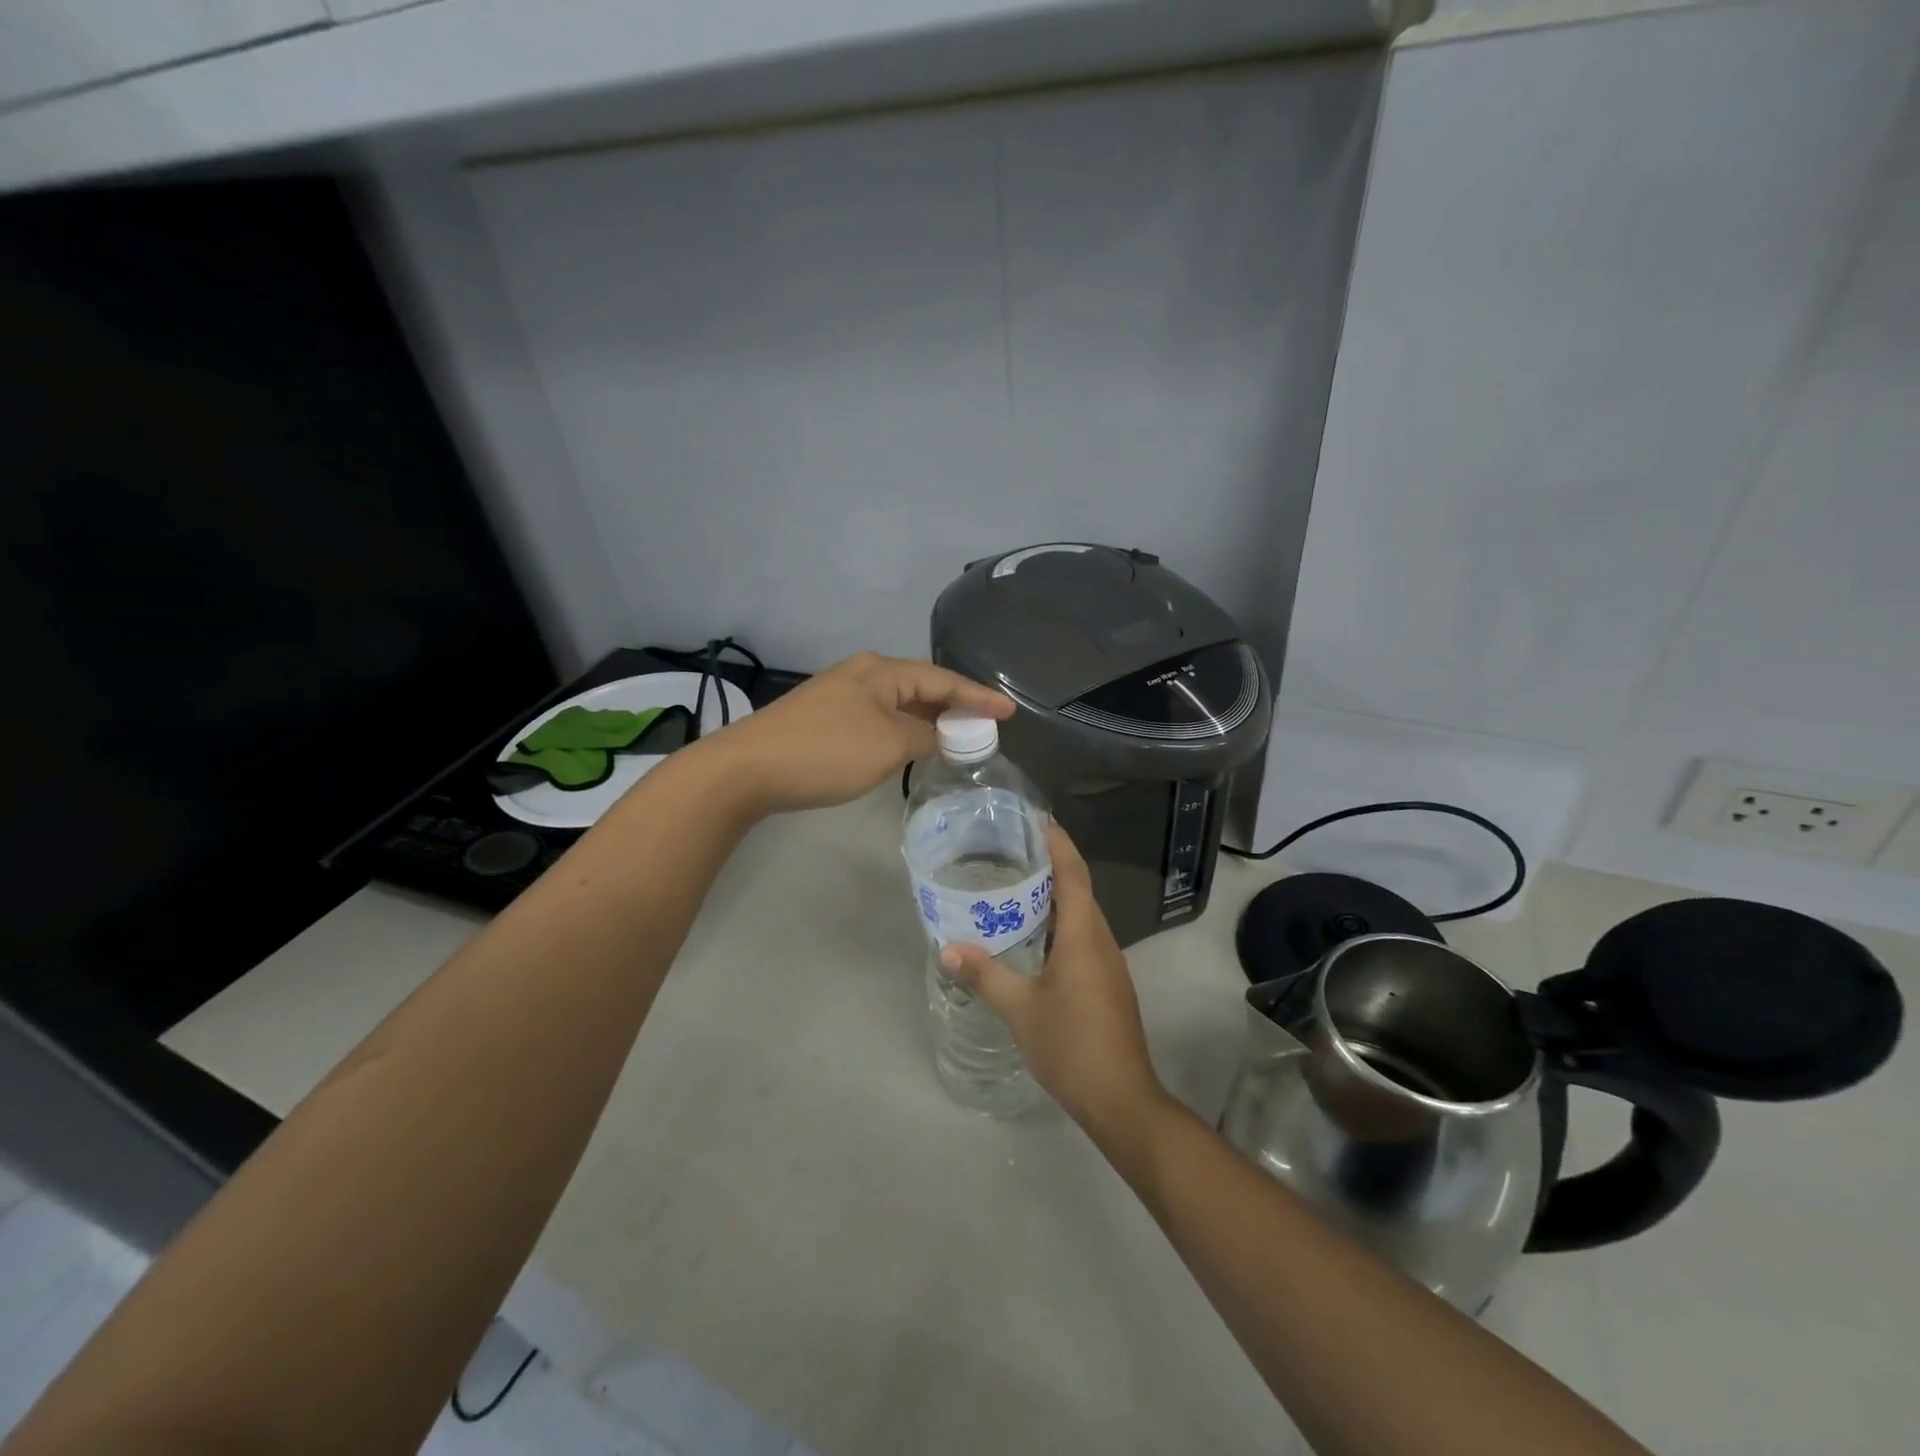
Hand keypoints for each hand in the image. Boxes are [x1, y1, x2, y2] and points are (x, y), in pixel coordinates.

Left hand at [706, 652, 1012, 814]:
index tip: (1010, 711)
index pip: (943, 680)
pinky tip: (911, 747)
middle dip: (955, 707)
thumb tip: (940, 735)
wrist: (747, 769)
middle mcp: (863, 675)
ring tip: (958, 739)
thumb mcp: (888, 744)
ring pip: (899, 705)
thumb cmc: (826, 751)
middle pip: (921, 688)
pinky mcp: (825, 720)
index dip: (979, 697)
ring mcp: (840, 697)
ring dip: (928, 721)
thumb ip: (925, 736)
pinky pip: (879, 719)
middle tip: (987, 728)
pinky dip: (903, 731)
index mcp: (881, 671)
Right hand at [940, 822, 1164, 1133]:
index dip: (1058, 843)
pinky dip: (1058, 925)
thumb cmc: (1071, 1045)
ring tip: (1014, 888)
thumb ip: (985, 975)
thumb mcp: (1020, 1009)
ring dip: (1053, 898)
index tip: (1038, 818)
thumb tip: (948, 948)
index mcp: (1083, 935)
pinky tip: (1032, 938)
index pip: (1073, 873)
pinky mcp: (1107, 983)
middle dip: (1050, 866)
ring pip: (1080, 916)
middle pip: (1078, 890)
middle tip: (1011, 851)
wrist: (1121, 1099)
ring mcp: (1108, 963)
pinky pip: (1082, 938)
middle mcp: (1101, 940)